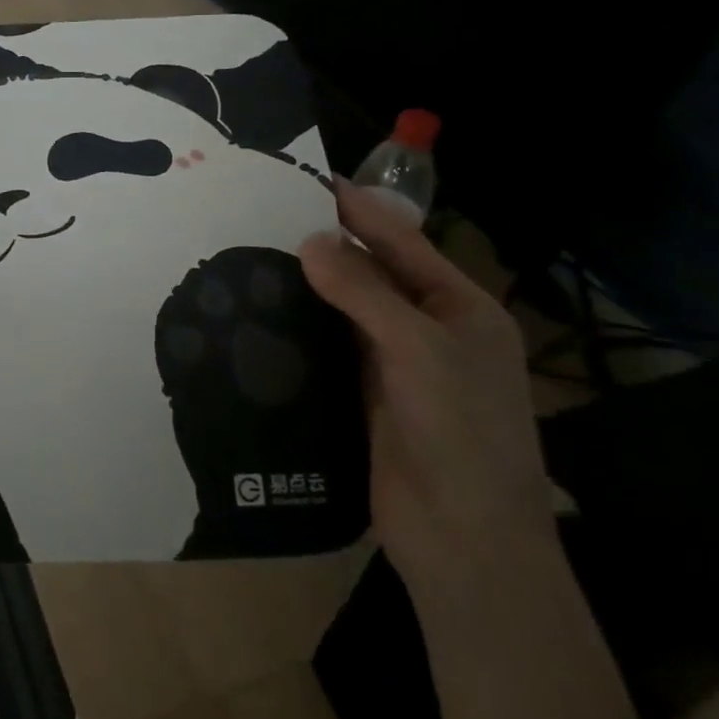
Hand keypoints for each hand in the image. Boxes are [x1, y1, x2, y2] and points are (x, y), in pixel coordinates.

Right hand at [300, 181, 556, 606]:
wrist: (465, 541)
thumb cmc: (459, 432)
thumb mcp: (418, 349)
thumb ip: (363, 291)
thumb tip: (311, 238)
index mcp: (459, 306)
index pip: (401, 240)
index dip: (357, 207)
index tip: (307, 178)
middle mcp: (429, 327)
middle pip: (372, 270)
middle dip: (326, 242)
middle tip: (264, 213)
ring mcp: (397, 363)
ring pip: (347, 308)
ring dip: (310, 283)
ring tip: (253, 252)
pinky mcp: (365, 393)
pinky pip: (331, 344)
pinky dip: (302, 324)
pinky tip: (264, 309)